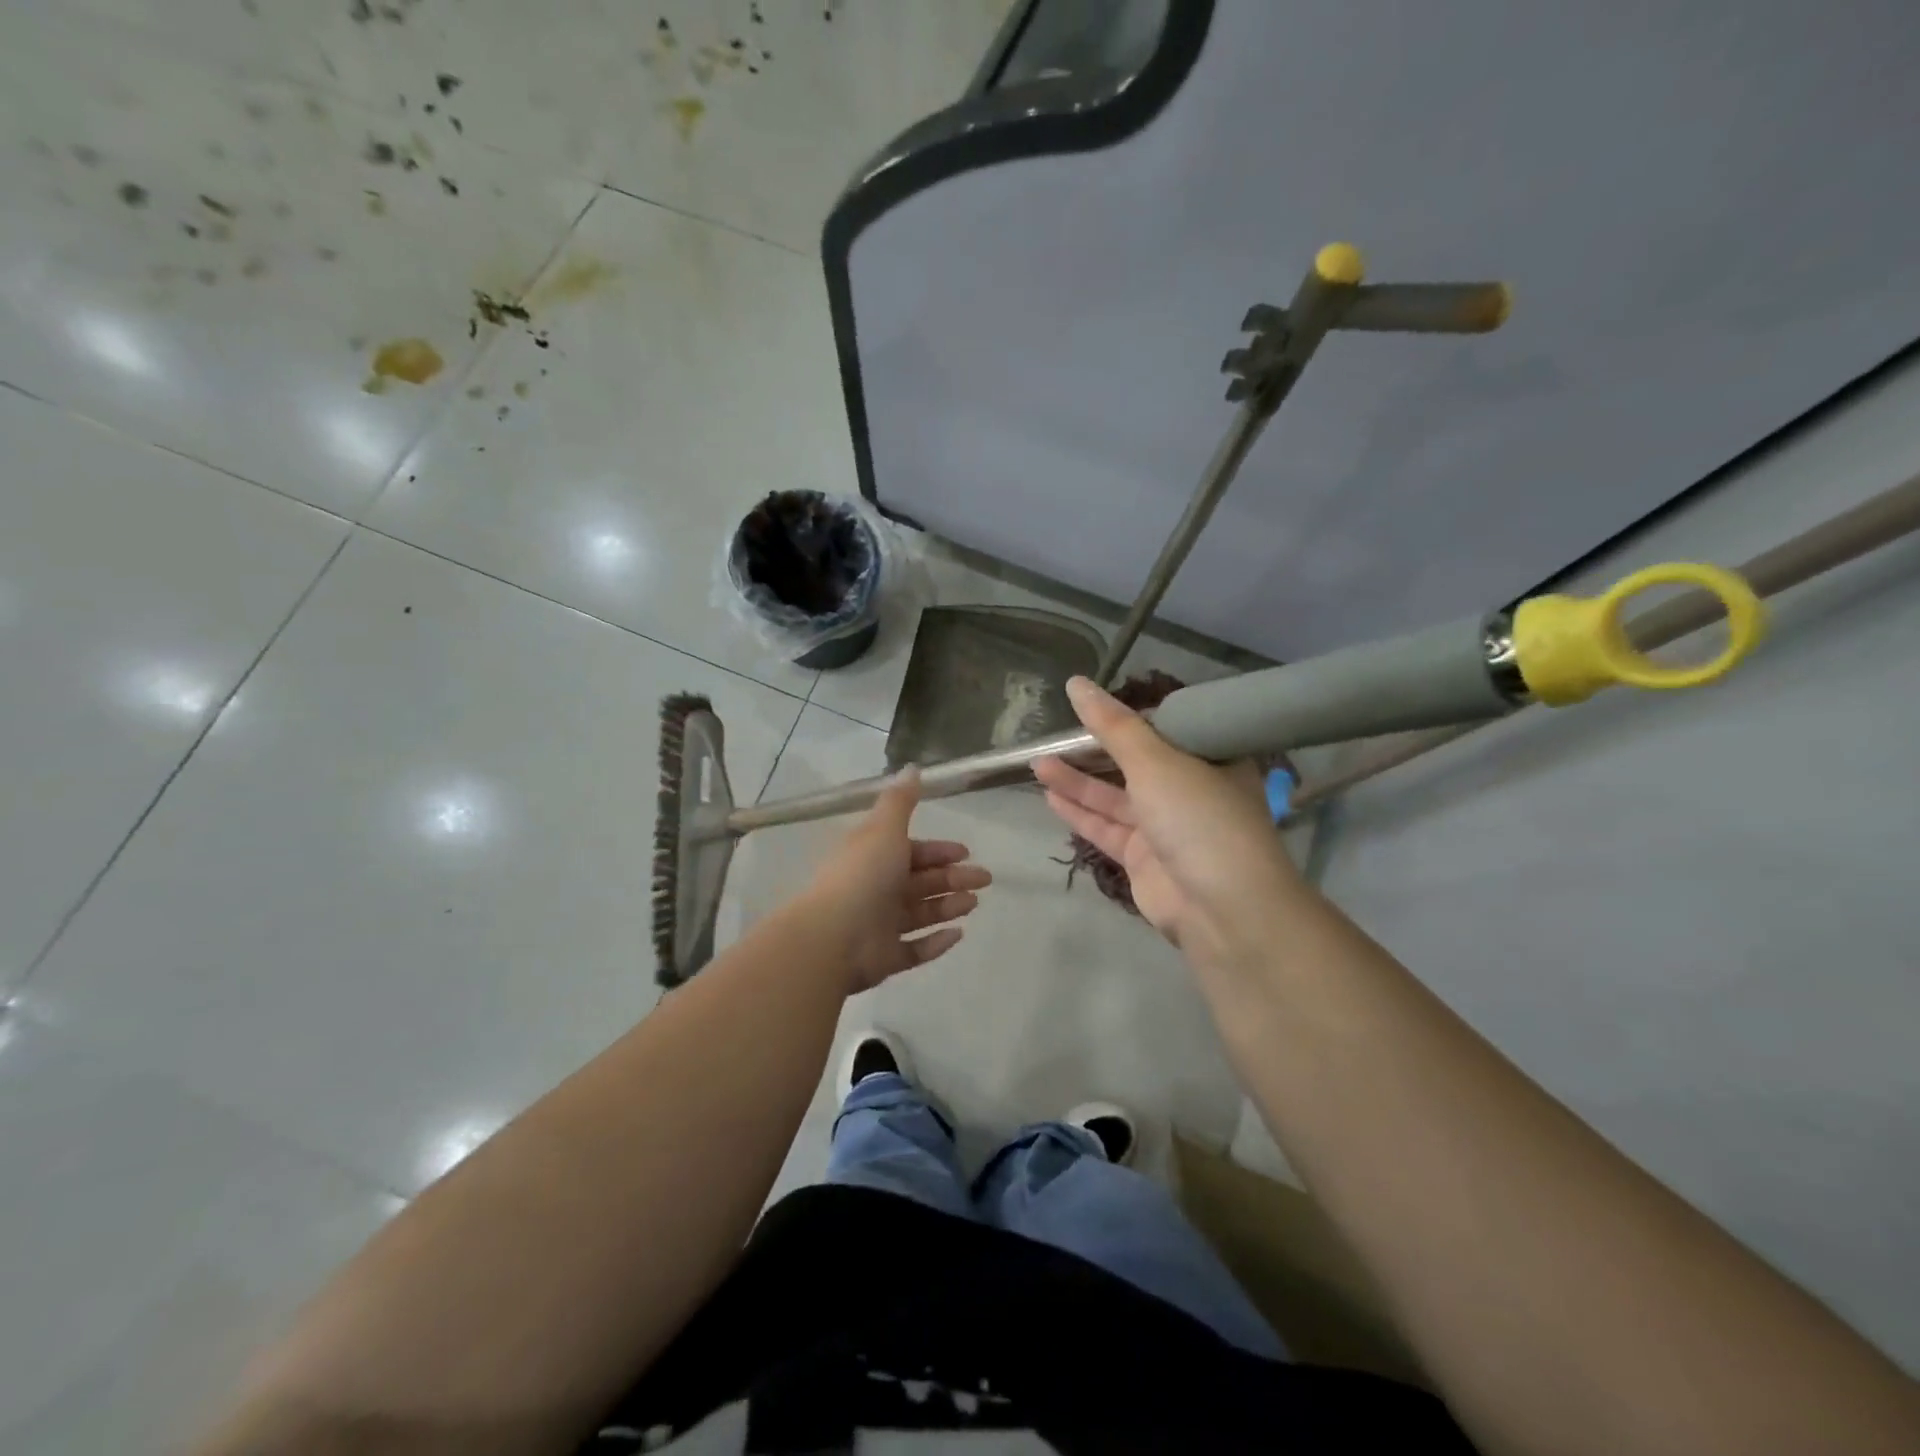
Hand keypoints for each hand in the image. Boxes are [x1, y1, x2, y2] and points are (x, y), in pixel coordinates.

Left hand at [806, 768, 991, 993]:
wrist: (833, 935)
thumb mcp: (884, 828)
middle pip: (921, 882)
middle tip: (984, 880)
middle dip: (953, 878)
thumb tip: (912, 767)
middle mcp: (876, 889)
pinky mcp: (885, 958)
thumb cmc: (863, 875)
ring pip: (921, 913)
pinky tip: (958, 935)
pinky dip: (936, 943)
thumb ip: (902, 801)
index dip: (938, 851)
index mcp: (874, 857)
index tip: (965, 852)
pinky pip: (915, 950)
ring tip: (973, 904)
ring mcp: (879, 926)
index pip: (911, 851)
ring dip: (948, 906)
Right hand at [1035, 677, 1300, 975]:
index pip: (1165, 728)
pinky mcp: (1144, 859)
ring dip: (1077, 781)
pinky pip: (1107, 828)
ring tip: (1038, 762)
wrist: (1222, 909)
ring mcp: (1166, 827)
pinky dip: (1080, 813)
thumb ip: (1112, 726)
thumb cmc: (1198, 817)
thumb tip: (1076, 683)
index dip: (1128, 717)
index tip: (1092, 706)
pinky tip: (1049, 796)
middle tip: (1054, 736)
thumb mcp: (1155, 761)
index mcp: (1209, 759)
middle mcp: (1190, 789)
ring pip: (1115, 797)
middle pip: (1134, 763)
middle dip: (1094, 751)